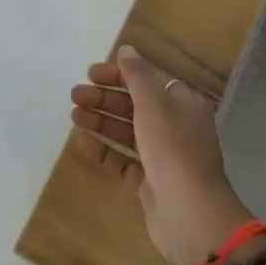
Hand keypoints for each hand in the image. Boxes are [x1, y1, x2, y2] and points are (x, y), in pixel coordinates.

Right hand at [70, 46, 254, 264]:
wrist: (191, 214)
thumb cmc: (173, 148)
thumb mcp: (153, 103)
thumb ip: (137, 75)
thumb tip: (127, 50)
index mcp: (182, 103)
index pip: (147, 80)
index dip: (118, 74)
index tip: (90, 73)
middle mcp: (175, 126)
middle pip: (135, 105)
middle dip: (105, 98)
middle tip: (75, 96)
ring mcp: (164, 156)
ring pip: (128, 131)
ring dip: (101, 121)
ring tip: (74, 116)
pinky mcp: (152, 183)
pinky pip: (124, 160)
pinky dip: (105, 150)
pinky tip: (83, 143)